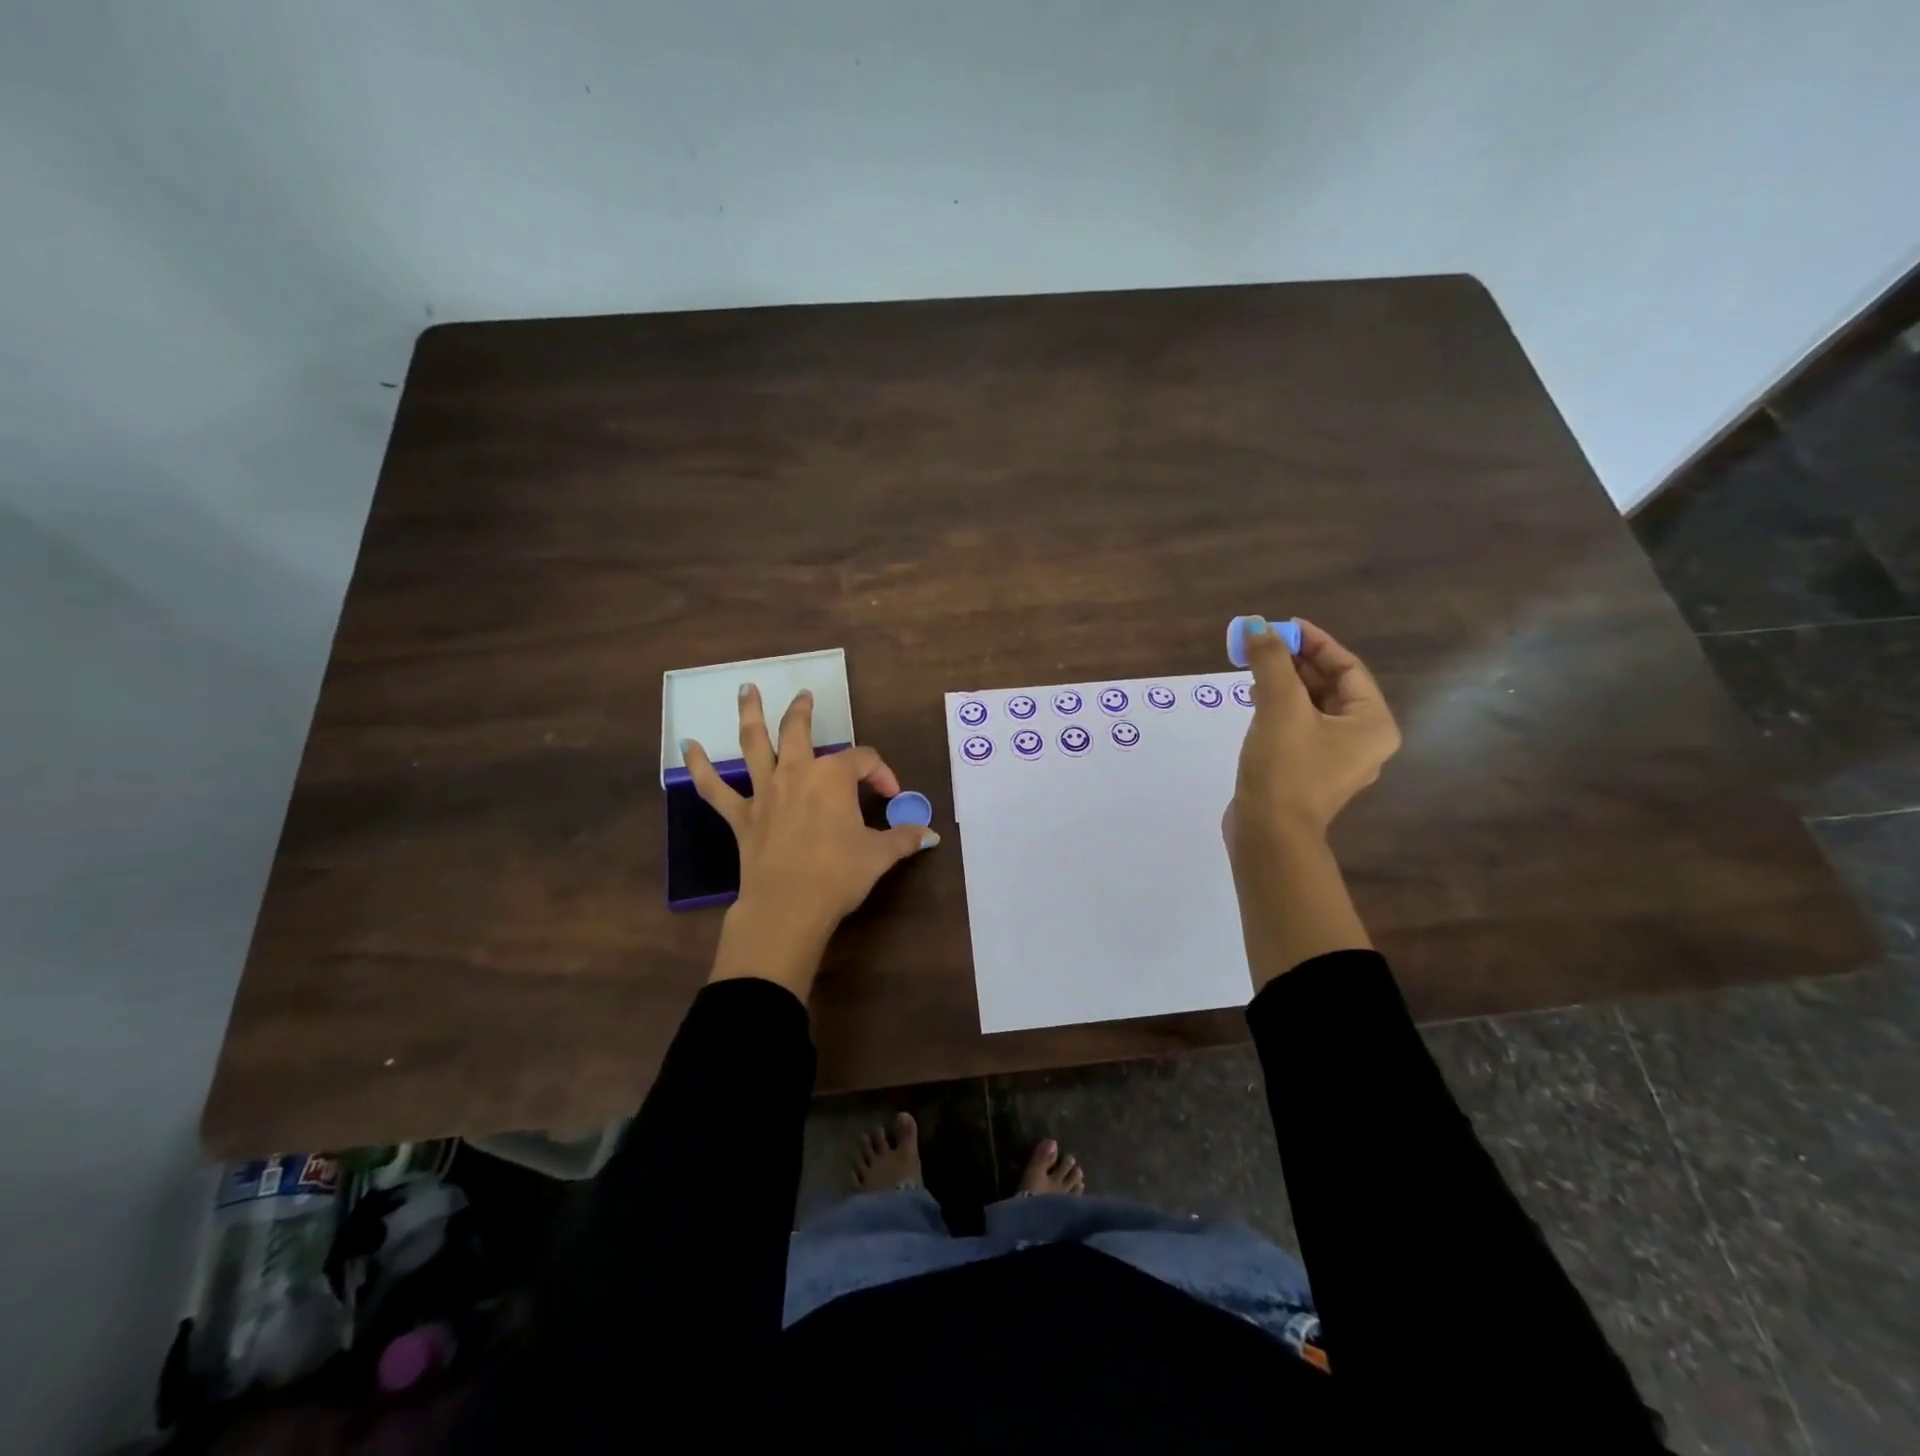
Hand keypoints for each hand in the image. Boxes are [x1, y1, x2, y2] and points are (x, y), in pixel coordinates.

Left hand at [685, 683, 937, 997]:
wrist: (789, 906)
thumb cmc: (839, 874)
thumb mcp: (880, 855)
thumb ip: (904, 839)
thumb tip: (929, 835)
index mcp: (833, 777)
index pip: (864, 761)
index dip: (881, 774)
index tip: (891, 798)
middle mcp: (796, 773)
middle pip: (799, 730)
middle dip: (803, 711)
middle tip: (804, 696)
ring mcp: (764, 792)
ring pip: (754, 744)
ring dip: (749, 714)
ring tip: (746, 689)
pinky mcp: (741, 816)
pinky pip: (714, 788)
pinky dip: (700, 766)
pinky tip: (687, 746)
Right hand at [1226, 617, 1400, 858]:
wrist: (1268, 834)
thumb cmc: (1285, 768)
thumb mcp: (1280, 707)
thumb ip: (1271, 662)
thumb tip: (1258, 626)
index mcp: (1372, 724)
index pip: (1348, 668)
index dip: (1316, 642)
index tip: (1283, 627)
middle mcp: (1362, 741)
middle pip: (1331, 687)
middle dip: (1297, 663)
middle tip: (1264, 645)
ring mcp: (1335, 760)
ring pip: (1313, 708)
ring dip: (1285, 684)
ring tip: (1255, 670)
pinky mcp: (1308, 772)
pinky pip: (1300, 728)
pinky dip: (1280, 710)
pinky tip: (1255, 702)